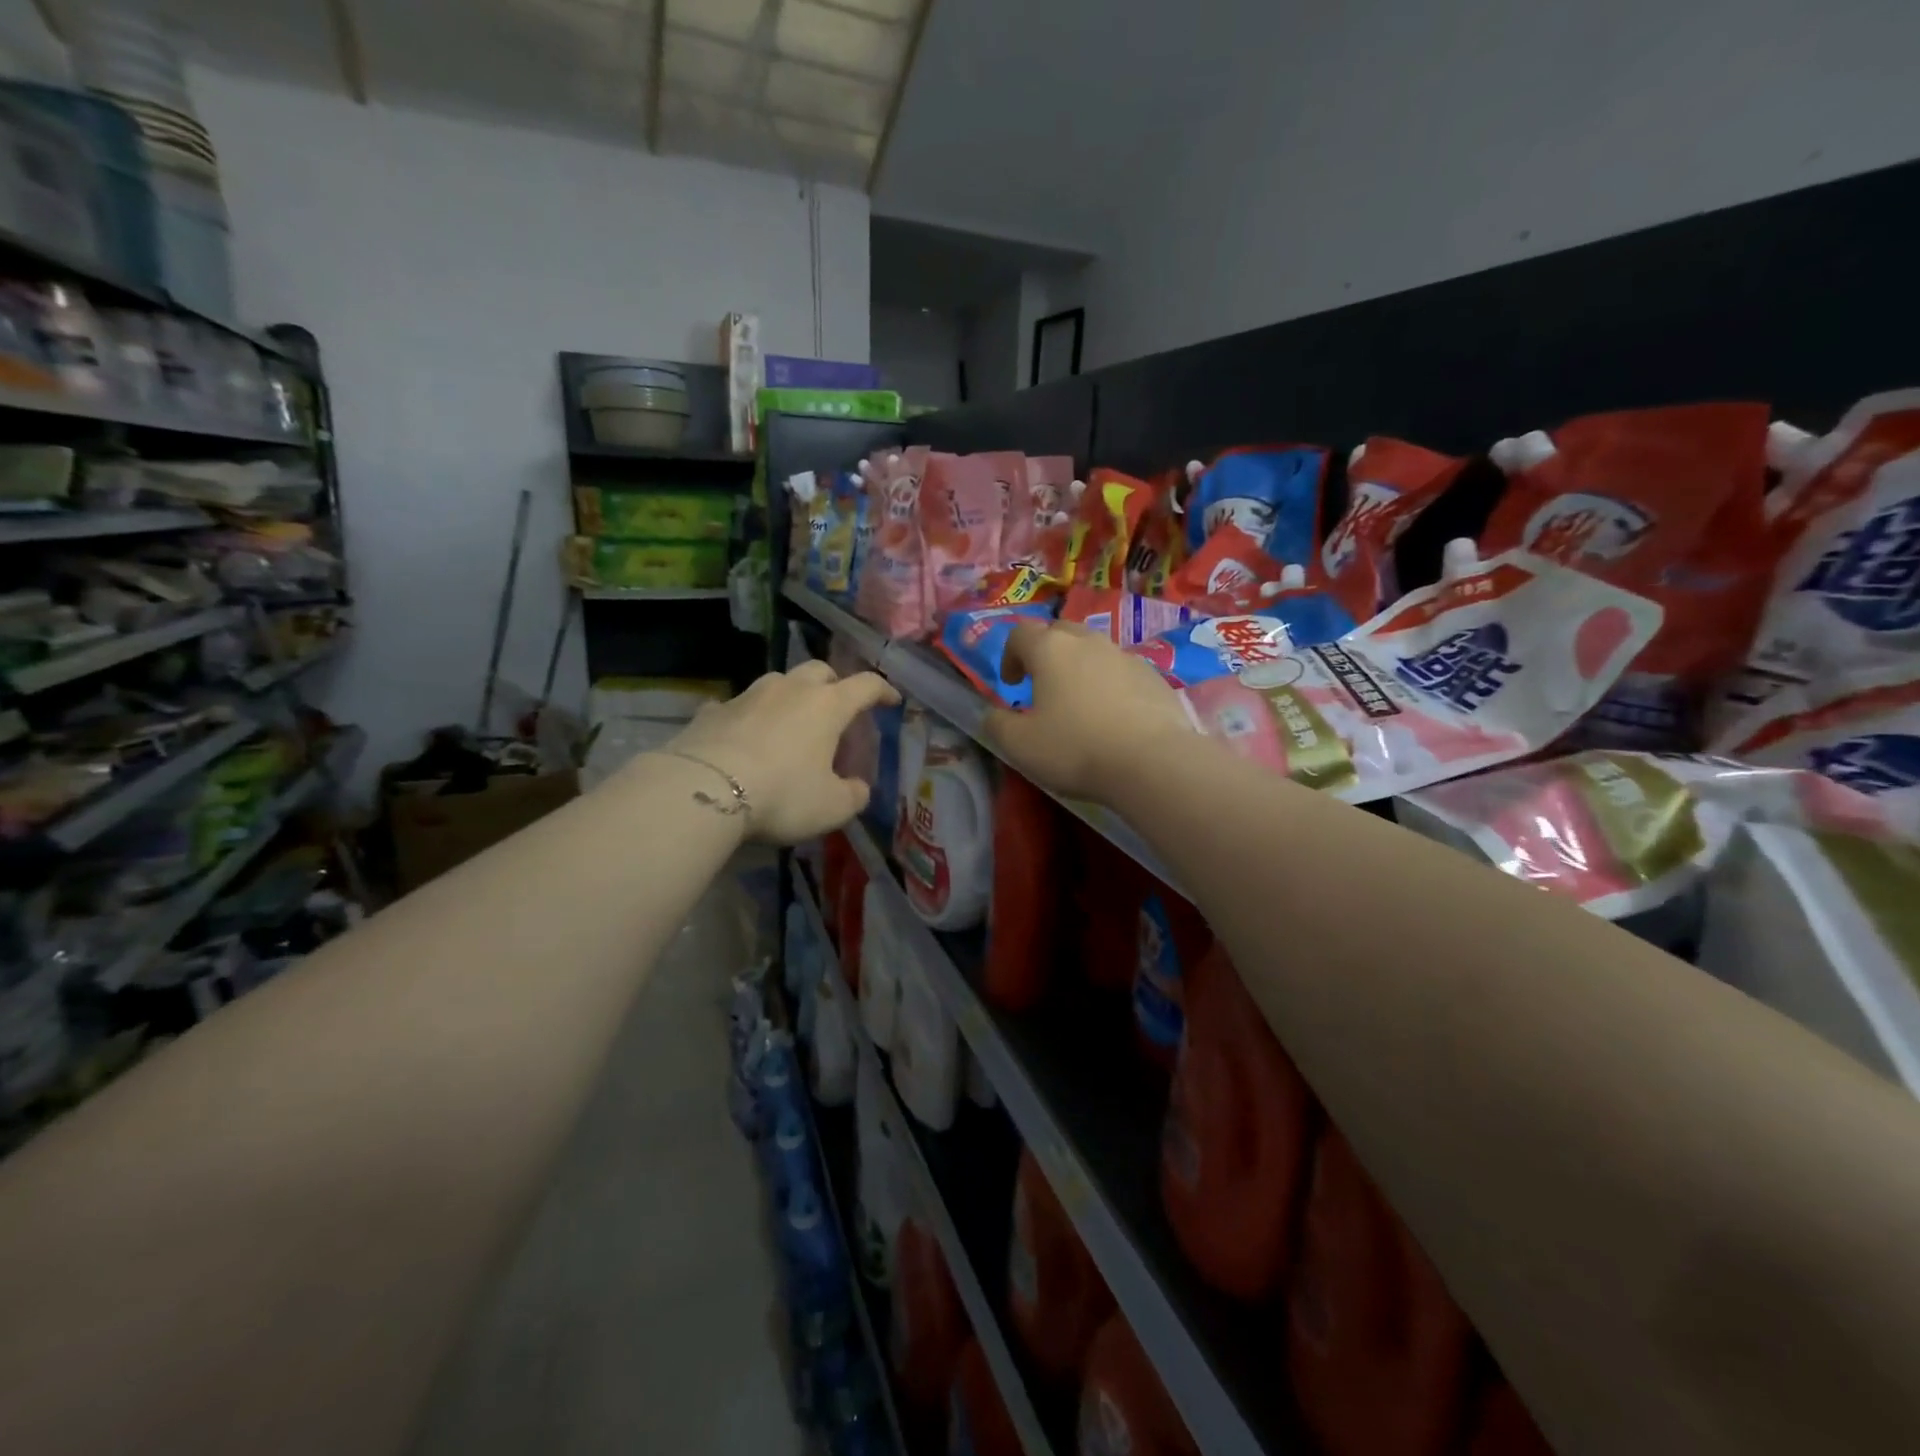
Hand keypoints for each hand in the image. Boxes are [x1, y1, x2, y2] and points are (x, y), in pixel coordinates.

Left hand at [664, 660, 899, 843]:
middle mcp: (790, 689)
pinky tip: (741, 736)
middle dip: (834, 685)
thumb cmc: (783, 793)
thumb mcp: (832, 807)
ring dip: (789, 697)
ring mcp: (748, 696)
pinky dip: (745, 717)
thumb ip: (854, 795)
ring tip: (789, 723)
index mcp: (828, 705)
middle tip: (836, 709)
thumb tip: (857, 787)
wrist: (704, 790)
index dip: (883, 691)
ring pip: (777, 682)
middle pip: (820, 671)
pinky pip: (736, 707)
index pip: (866, 686)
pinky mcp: (712, 711)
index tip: (892, 701)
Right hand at [984, 620, 1194, 802]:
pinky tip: (1114, 717)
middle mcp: (1088, 642)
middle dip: (1046, 652)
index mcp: (1050, 650)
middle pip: (1060, 631)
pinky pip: (1123, 671)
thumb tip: (993, 714)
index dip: (1009, 655)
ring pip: (1095, 650)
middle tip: (1042, 685)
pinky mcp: (1155, 677)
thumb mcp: (1020, 745)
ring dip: (1080, 667)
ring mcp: (1126, 657)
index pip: (1020, 633)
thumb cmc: (1076, 748)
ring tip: (1079, 703)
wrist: (1152, 761)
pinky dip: (1111, 684)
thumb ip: (997, 724)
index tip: (1011, 684)